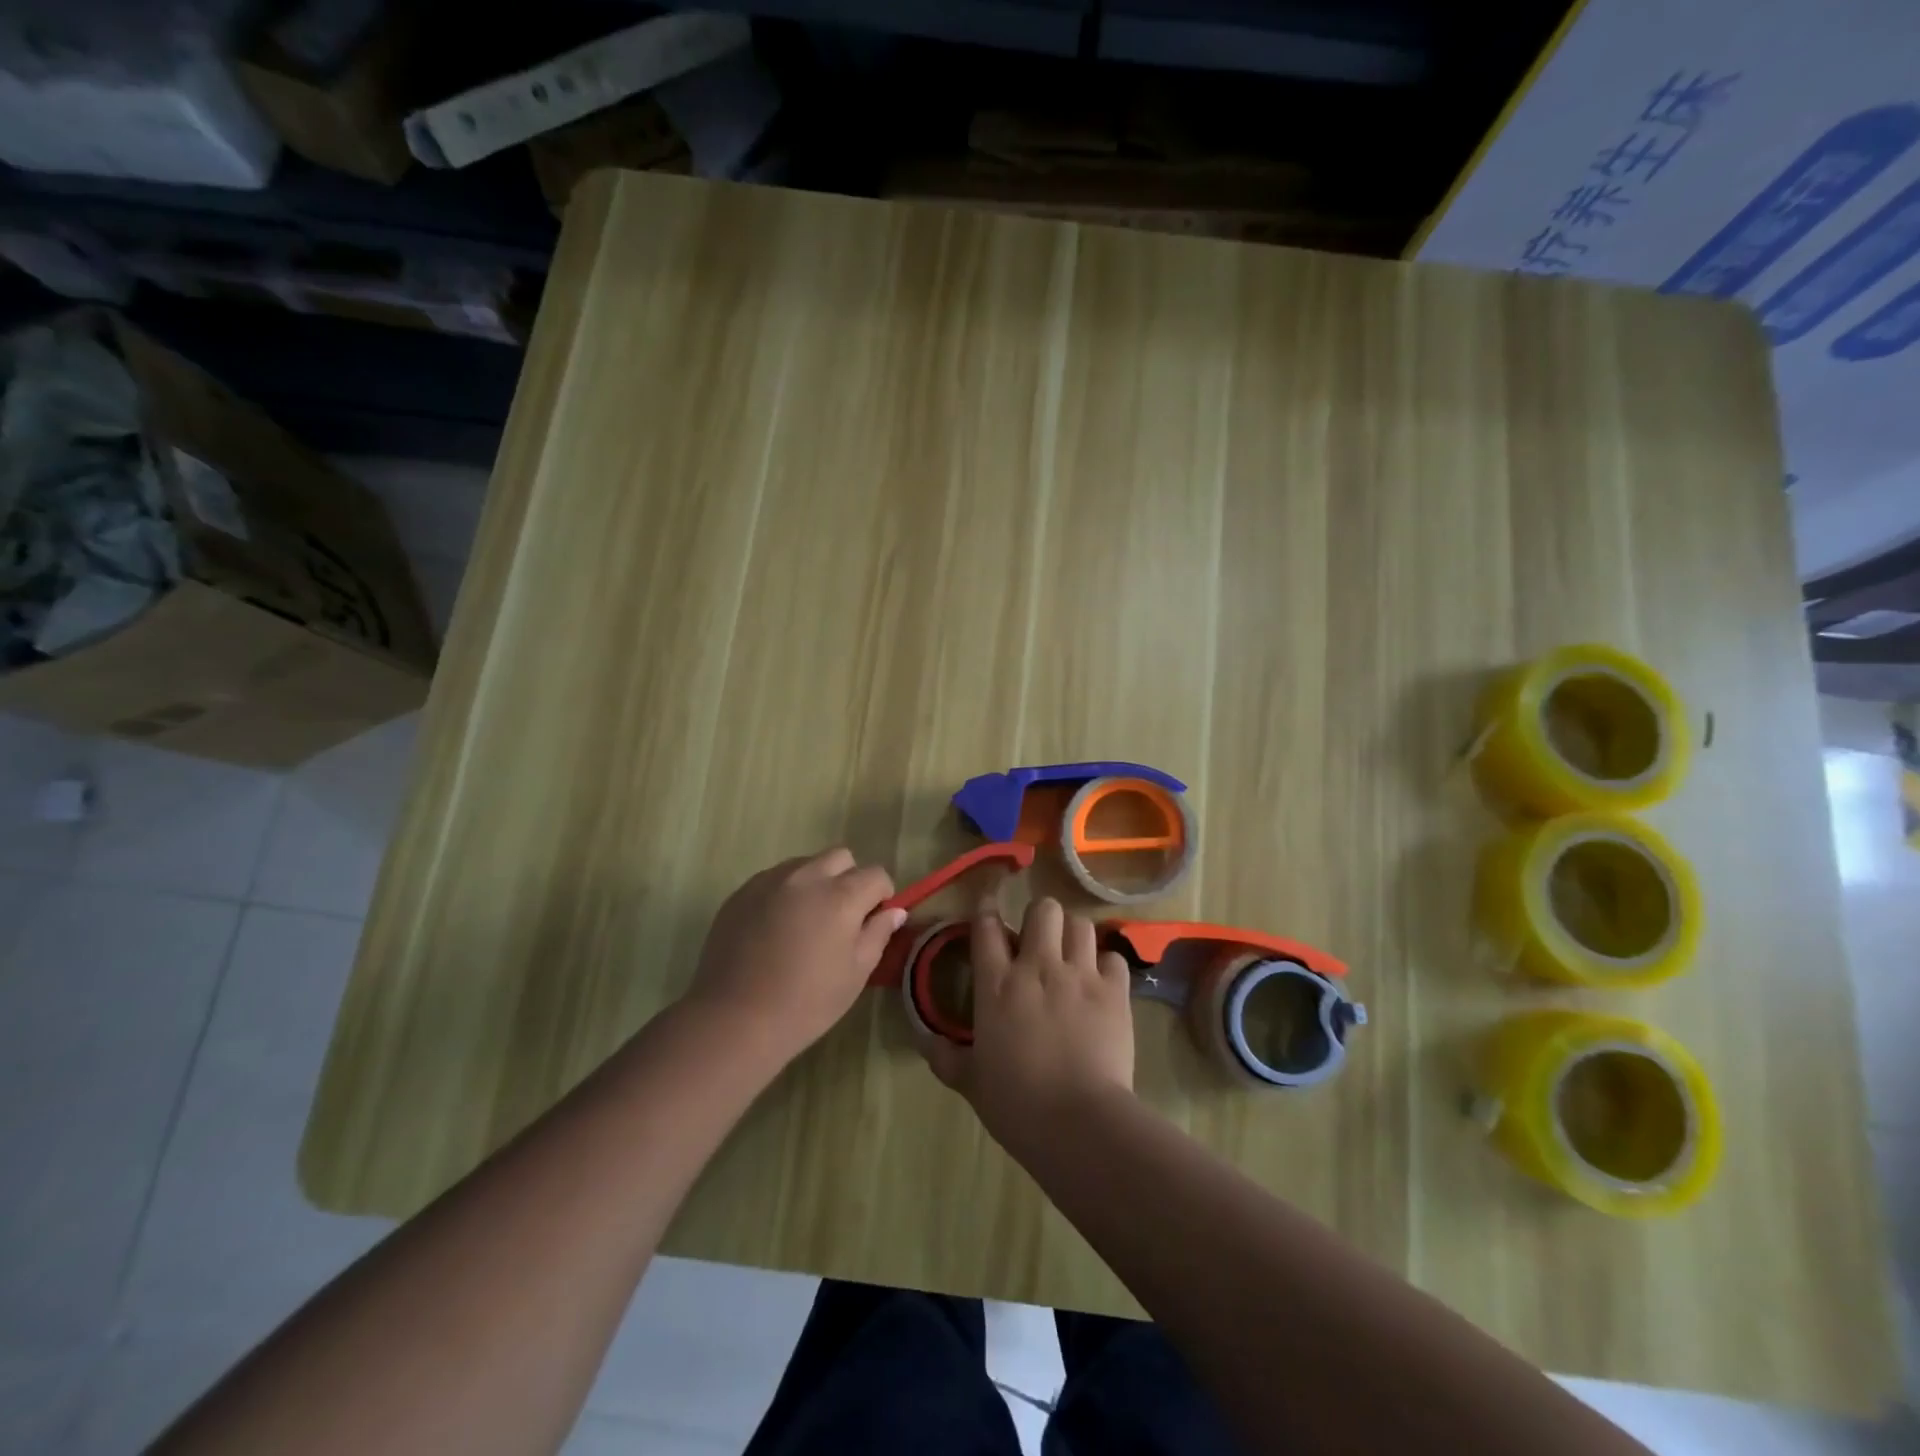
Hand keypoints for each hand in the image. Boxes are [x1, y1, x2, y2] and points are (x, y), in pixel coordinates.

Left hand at [683, 849, 904, 1066]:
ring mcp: (770, 880)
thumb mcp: (856, 973)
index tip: (872, 921)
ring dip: (815, 882)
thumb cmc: (806, 1003)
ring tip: (805, 921)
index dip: (881, 896)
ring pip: (805, 864)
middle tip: (840, 917)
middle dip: (849, 879)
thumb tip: (894, 911)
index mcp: (841, 895)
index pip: (876, 874)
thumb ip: (878, 934)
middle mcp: (807, 876)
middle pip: (840, 857)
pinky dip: (784, 892)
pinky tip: (775, 928)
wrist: (734, 1019)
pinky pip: (774, 878)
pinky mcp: (742, 892)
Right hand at [921, 897, 1134, 1138]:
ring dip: (1074, 934)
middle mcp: (1038, 967)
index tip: (989, 908)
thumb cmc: (1017, 1104)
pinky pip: (1114, 957)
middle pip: (1042, 909)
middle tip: (1039, 940)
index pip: (987, 926)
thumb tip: (925, 1040)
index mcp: (997, 985)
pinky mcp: (1114, 992)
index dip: (987, 910)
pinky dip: (1107, 964)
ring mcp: (1080, 975)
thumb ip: (945, 1057)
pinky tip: (1102, 981)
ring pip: (1080, 924)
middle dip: (1040, 917)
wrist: (1079, 1123)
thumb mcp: (971, 1082)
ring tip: (1072, 954)